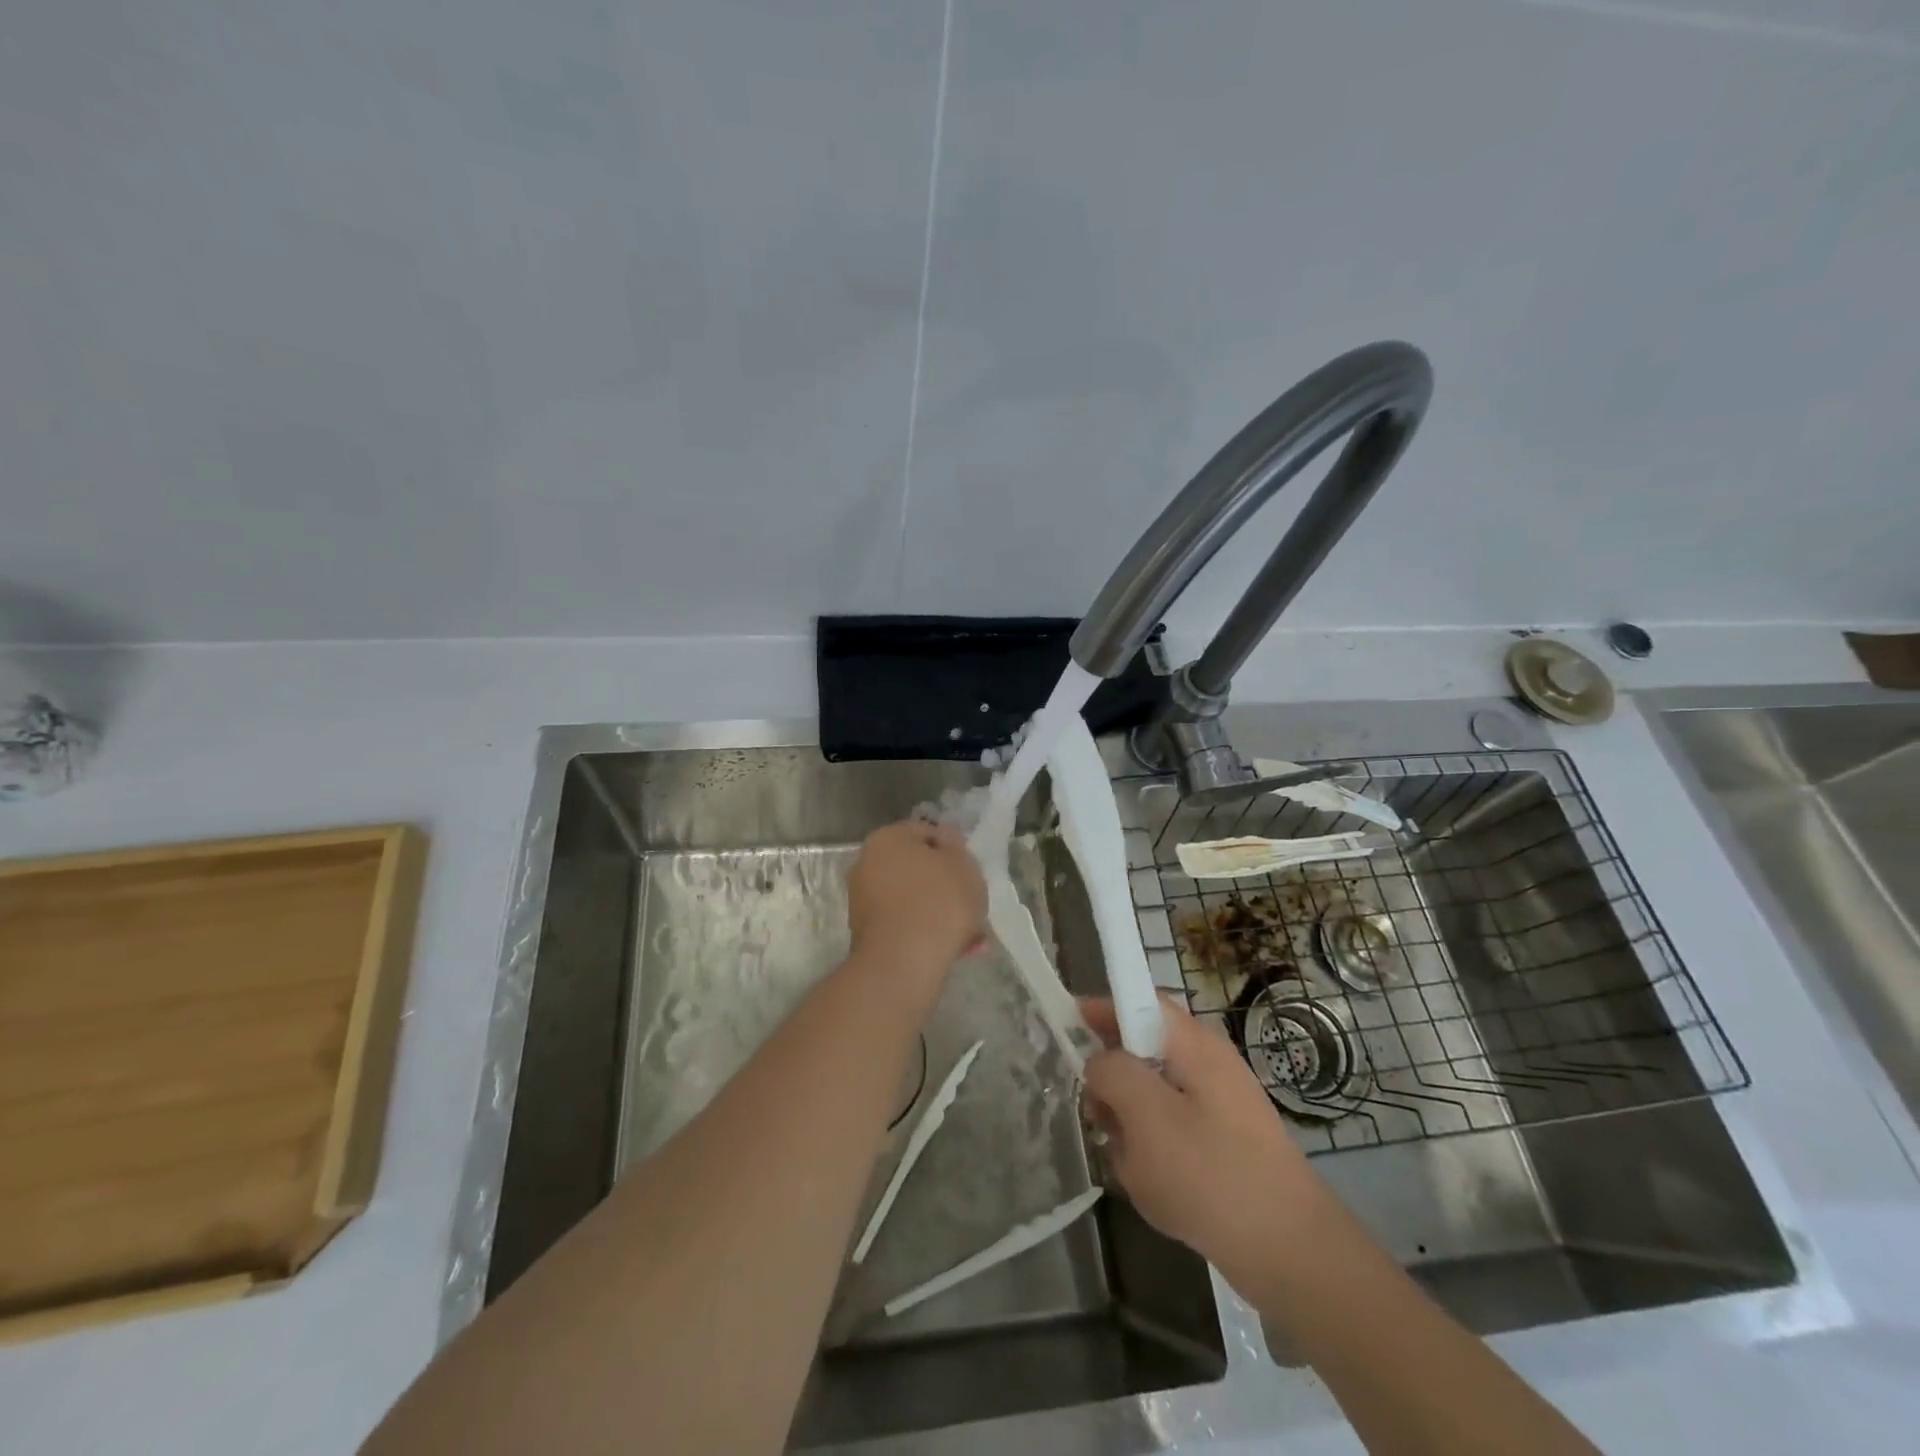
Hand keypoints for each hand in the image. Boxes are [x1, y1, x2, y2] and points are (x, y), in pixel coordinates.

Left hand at [846, 820, 987, 978]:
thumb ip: (955, 847)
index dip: (954, 850)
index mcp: (887, 839)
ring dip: (939, 913)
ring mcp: (863, 901)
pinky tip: (954, 949)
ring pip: (913, 900)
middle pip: (918, 869)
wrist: (903, 963)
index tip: (971, 871)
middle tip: (972, 903)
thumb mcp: (963, 864)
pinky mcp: (867, 934)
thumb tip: (945, 841)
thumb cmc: (938, 902)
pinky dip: (926, 932)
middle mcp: (867, 864)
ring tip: (970, 935)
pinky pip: (905, 924)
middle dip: (946, 886)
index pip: (927, 833)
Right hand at [1081, 996, 1330, 1300]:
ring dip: (1131, 1123)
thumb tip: (1100, 1063)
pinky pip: (1172, 1132)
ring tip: (1130, 1164)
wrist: (1291, 1254)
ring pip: (1153, 1096)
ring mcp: (1220, 1107)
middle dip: (1114, 1081)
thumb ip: (1112, 1073)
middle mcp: (1209, 1064)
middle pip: (1143, 1050)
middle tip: (1098, 1116)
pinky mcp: (1225, 1145)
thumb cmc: (1212, 1174)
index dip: (1103, 1007)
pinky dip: (1154, 1152)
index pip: (1141, 1000)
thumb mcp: (1146, 1116)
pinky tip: (1155, 1189)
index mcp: (1194, 1044)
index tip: (1070, 1028)